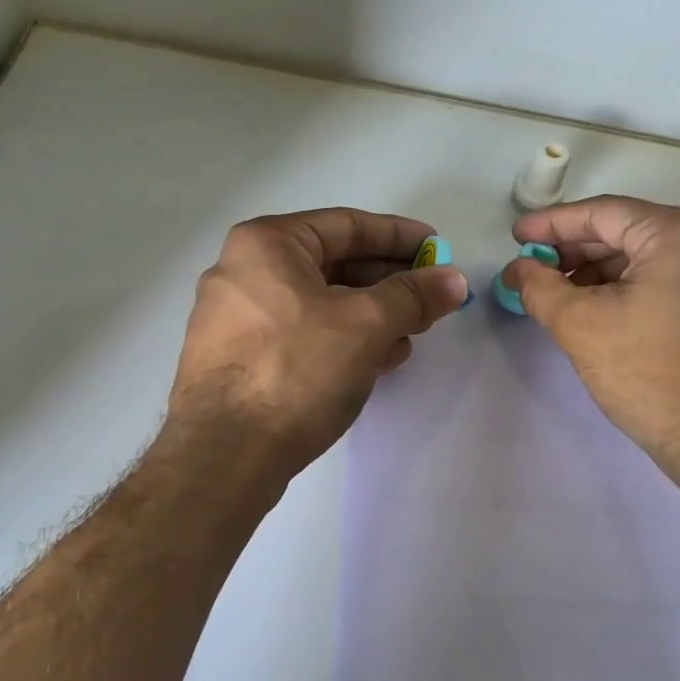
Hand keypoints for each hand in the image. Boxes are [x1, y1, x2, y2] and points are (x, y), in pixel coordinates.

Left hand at [168, 208, 467, 474]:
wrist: (224, 455)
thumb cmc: (295, 370)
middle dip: (387, 281)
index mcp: (266, 244)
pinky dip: (341, 338)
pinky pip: (300, 333)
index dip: (400, 236)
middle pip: (332, 263)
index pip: (347, 225)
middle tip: (430, 297)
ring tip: (411, 332)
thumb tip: (454, 280)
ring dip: (369, 314)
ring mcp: (235, 318)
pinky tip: (377, 359)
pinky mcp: (237, 359)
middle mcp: (242, 271)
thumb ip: (413, 296)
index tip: (438, 249)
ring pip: (318, 302)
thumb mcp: (365, 325)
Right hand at [501, 195, 679, 471]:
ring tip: (559, 295)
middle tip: (533, 270)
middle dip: (575, 251)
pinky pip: (670, 281)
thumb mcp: (580, 325)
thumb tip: (518, 270)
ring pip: (649, 259)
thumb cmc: (650, 373)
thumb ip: (540, 287)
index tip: (517, 237)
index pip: (603, 213)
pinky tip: (600, 311)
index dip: (552, 224)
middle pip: (628, 232)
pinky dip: (630, 289)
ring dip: (600, 273)